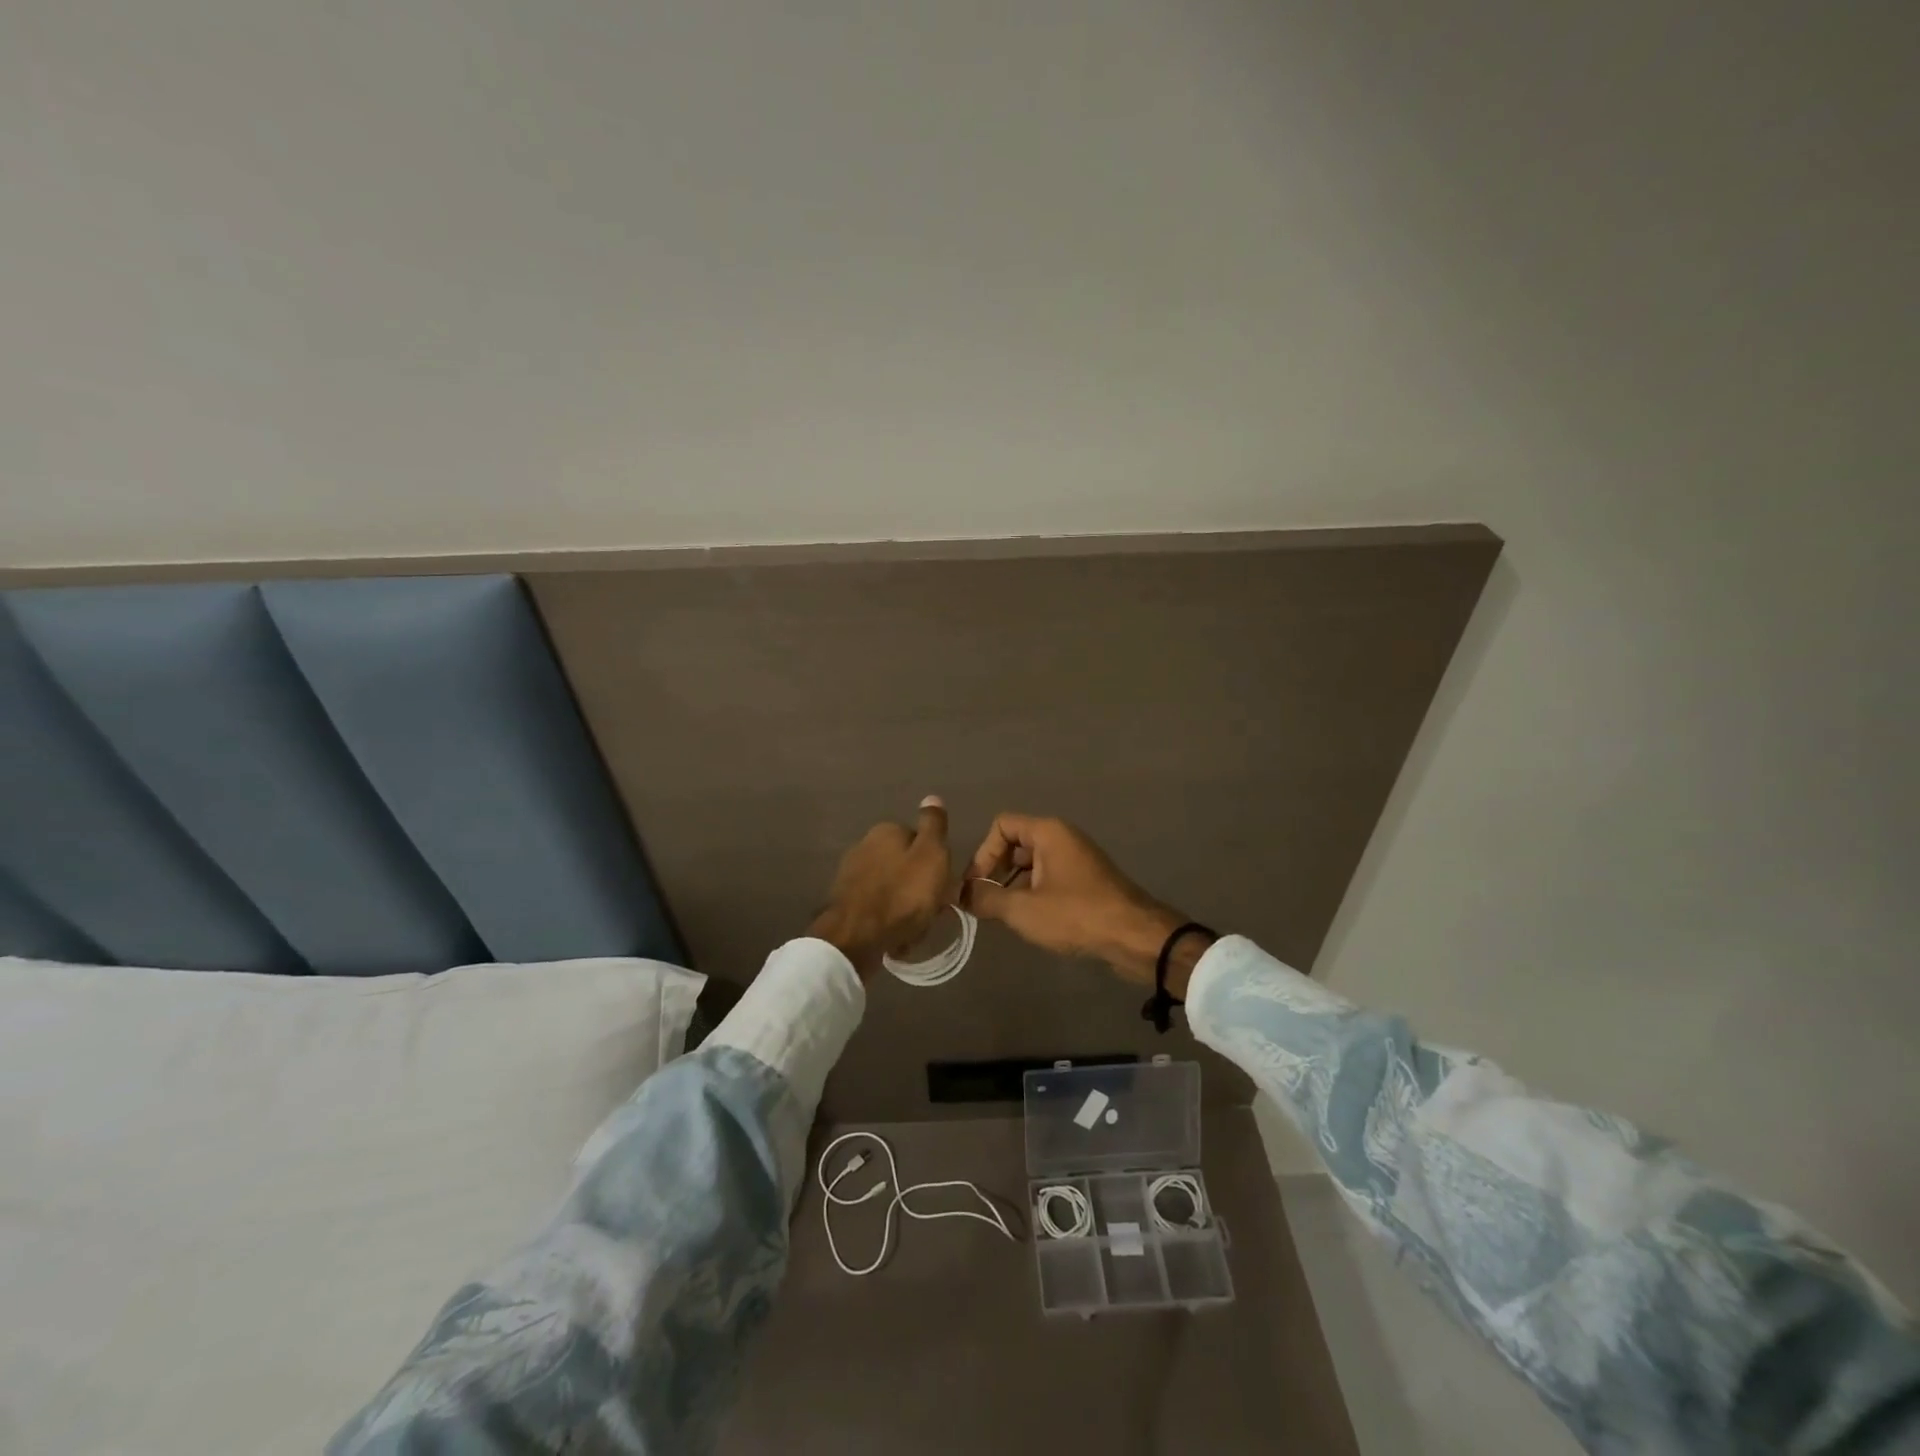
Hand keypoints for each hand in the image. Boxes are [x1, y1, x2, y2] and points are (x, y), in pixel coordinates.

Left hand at [809, 797, 952, 978]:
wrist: (857, 938)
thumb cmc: (903, 894)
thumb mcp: (931, 855)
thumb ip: (934, 826)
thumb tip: (932, 797)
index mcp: (886, 830)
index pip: (922, 842)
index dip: (936, 865)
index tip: (942, 886)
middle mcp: (864, 845)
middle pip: (906, 867)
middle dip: (919, 888)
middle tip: (930, 910)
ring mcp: (851, 875)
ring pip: (893, 889)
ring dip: (905, 908)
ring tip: (913, 929)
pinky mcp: (845, 902)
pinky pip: (877, 909)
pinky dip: (888, 921)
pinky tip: (895, 937)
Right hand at [959, 814, 1199, 990]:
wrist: (1135, 937)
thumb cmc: (1076, 914)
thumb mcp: (1022, 909)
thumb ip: (986, 899)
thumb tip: (960, 895)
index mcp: (1048, 832)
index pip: (1001, 825)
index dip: (983, 853)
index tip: (976, 886)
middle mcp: (1063, 838)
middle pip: (1016, 843)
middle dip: (996, 871)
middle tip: (985, 903)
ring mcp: (1077, 860)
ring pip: (1032, 864)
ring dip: (1013, 886)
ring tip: (1004, 915)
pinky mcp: (1087, 882)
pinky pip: (1050, 878)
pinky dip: (1034, 894)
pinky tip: (1030, 921)